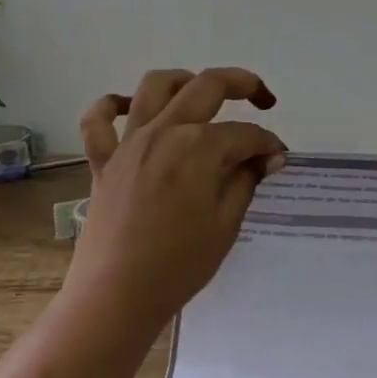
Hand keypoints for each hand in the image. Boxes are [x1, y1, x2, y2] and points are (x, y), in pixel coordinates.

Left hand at [65, 67, 286, 338]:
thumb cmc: (178, 266)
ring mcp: (129, 142)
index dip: (267, 142)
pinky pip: (98, 120)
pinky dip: (110, 106)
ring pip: (154, 86)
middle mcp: (164, 131)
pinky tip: (128, 108)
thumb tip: (267, 156)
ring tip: (200, 93)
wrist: (116, 297)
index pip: (244, 133)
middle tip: (263, 100)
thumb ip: (246, 181)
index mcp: (198, 147)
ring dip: (183, 80)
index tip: (278, 158)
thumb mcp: (225, 225)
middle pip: (207, 87)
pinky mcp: (103, 160)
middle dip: (243, 84)